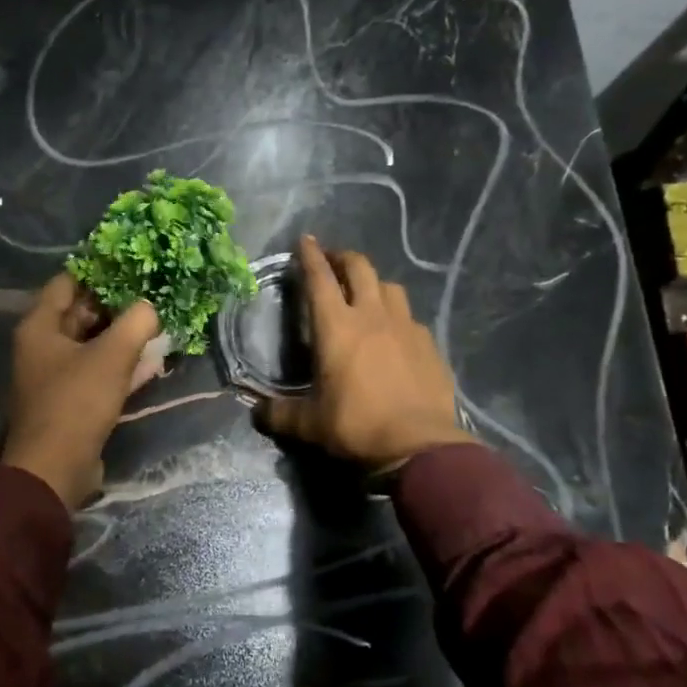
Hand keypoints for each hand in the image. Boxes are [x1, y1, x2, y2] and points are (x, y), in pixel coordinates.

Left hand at [1, 274, 161, 507]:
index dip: (98, 271)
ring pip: (94, 345)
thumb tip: (150, 307)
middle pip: (82, 313)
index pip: (67, 283)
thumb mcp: (111, 356)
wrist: (56, 469)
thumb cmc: (76, 402)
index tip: (131, 264)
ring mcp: (58, 376)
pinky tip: (154, 361)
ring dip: (124, 337)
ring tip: (160, 324)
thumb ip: (136, 323)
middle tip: (153, 293)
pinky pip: (100, 373)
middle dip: (117, 305)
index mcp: (40, 327)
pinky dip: (123, 366)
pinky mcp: (73, 401)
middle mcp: (44, 346)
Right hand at [258, 235, 474, 470]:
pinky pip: (410, 318)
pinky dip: (397, 316)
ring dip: (374, 282)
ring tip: (366, 293)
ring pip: (390, 287)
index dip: (309, 256)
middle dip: (343, 258)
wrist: (419, 446)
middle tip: (332, 261)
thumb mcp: (309, 423)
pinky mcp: (429, 344)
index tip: (305, 240)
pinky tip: (394, 333)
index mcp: (337, 327)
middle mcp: (372, 316)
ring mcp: (406, 327)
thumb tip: (256, 412)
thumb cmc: (356, 426)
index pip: (319, 279)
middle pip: (359, 268)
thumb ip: (279, 413)